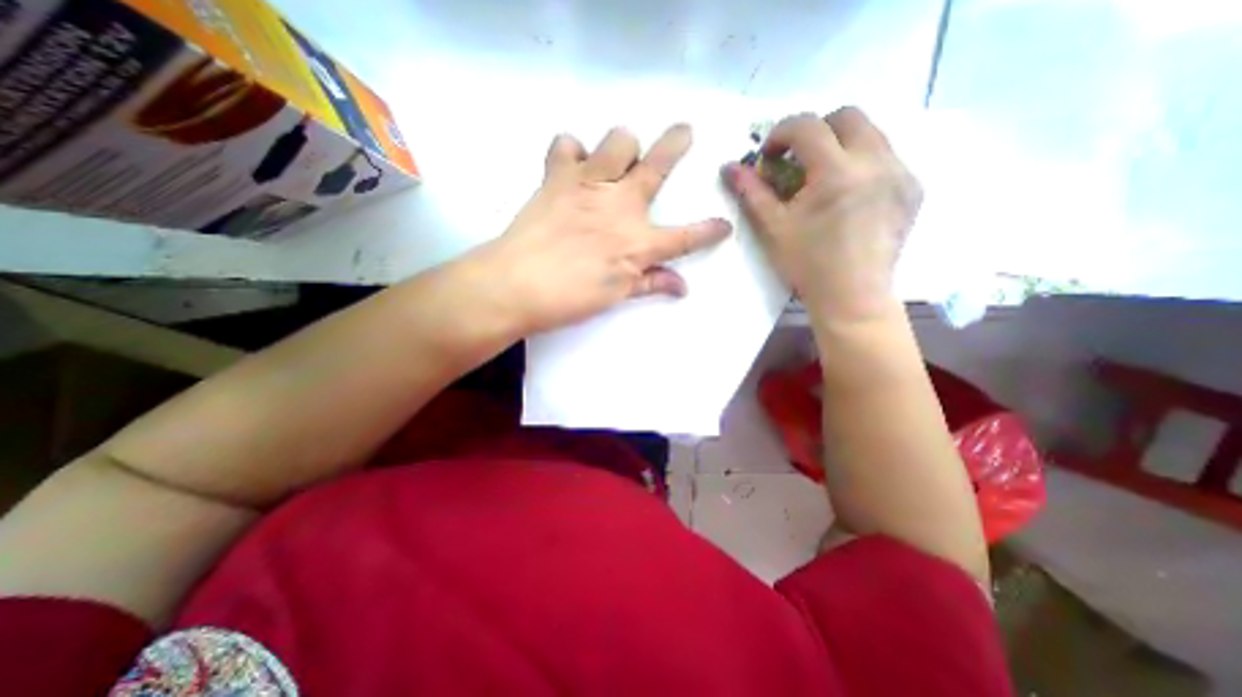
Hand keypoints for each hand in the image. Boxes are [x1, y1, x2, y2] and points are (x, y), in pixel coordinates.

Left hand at [474, 126, 730, 334]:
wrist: (517, 285)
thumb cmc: (569, 298)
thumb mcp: (615, 296)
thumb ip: (650, 285)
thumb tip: (682, 288)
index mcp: (638, 243)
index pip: (685, 237)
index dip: (709, 231)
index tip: (724, 226)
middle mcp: (621, 206)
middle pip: (657, 165)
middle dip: (676, 144)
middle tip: (684, 132)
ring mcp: (590, 185)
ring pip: (618, 140)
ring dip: (622, 146)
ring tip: (616, 160)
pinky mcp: (558, 176)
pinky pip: (567, 144)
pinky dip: (572, 150)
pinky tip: (572, 165)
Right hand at [720, 107, 918, 319]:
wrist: (852, 296)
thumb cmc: (807, 265)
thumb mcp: (773, 228)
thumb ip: (752, 192)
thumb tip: (729, 167)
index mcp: (837, 172)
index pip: (807, 126)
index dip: (781, 133)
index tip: (770, 156)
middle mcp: (876, 161)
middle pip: (848, 116)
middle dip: (816, 131)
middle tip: (798, 161)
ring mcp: (901, 173)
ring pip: (871, 133)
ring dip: (841, 145)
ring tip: (823, 178)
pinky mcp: (913, 188)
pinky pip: (887, 157)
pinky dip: (862, 163)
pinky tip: (849, 194)